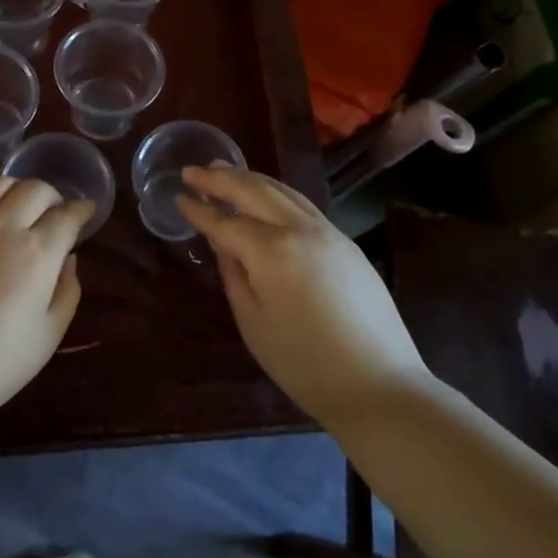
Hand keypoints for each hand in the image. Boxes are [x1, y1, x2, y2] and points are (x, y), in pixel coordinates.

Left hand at [0, 177, 93, 432]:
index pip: (66, 215)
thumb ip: (66, 290)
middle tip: (55, 213)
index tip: (86, 212)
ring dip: (16, 190)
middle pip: (34, 189)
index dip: (82, 210)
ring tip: (19, 208)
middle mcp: (1, 229)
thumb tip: (68, 258)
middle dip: (53, 195)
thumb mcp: (48, 336)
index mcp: (36, 253)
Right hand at [175, 166, 429, 425]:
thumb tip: (224, 243)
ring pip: (283, 192)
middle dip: (221, 179)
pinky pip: (303, 205)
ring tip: (225, 172)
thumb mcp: (253, 323)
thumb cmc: (304, 363)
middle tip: (194, 171)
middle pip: (255, 192)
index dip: (199, 209)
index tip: (179, 195)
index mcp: (272, 251)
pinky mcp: (347, 244)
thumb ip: (234, 275)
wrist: (379, 386)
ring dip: (251, 179)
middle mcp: (300, 230)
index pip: (226, 222)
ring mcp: (329, 233)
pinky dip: (276, 194)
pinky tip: (265, 197)